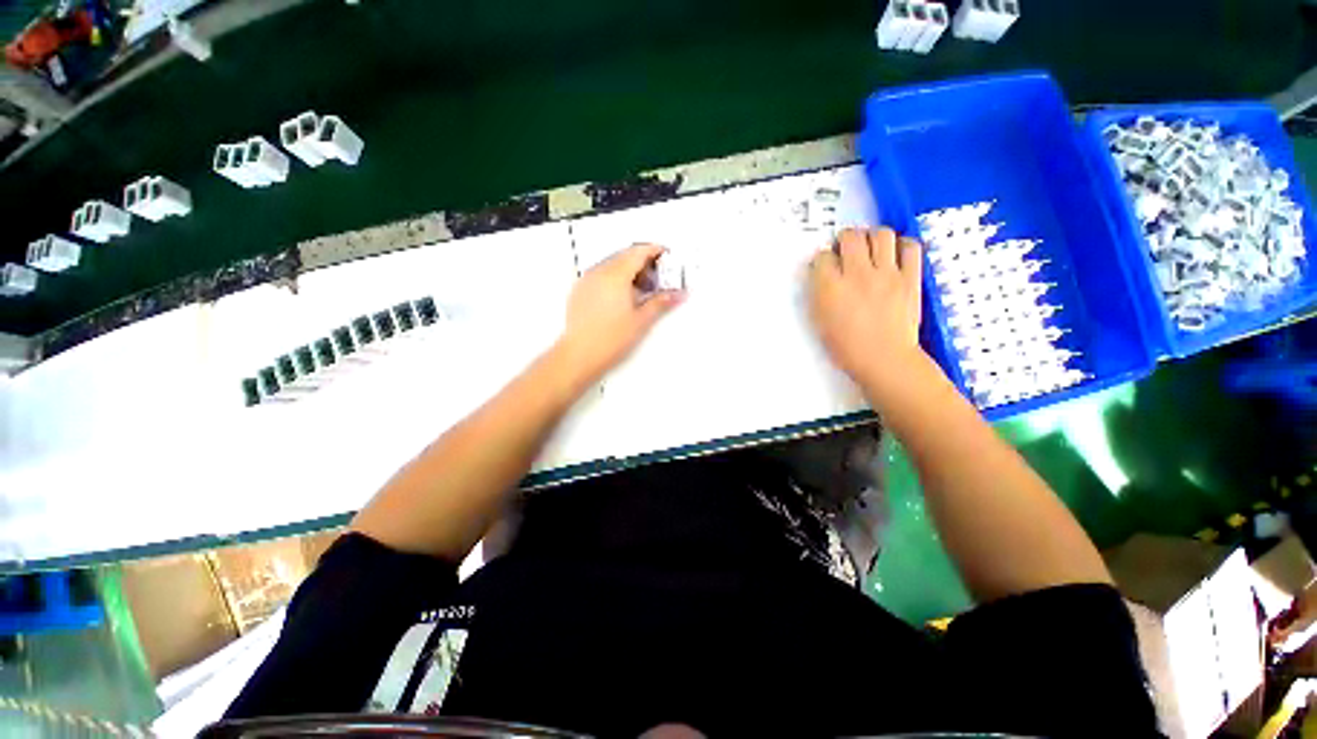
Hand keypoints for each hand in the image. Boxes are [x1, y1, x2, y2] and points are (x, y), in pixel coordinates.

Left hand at [554, 243, 683, 385]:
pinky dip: (614, 277)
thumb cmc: (611, 339)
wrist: (580, 354)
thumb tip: (679, 294)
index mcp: (615, 275)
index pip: (638, 252)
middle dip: (643, 261)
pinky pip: (600, 274)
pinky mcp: (580, 290)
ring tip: (642, 290)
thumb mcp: (641, 320)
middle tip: (658, 277)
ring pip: (612, 264)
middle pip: (625, 256)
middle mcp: (599, 272)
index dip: (654, 250)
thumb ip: (661, 302)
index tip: (666, 255)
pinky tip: (622, 296)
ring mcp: (587, 280)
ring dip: (629, 270)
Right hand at [808, 227, 923, 390]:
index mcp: (830, 287)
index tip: (826, 267)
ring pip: (881, 234)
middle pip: (850, 237)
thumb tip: (822, 276)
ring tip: (871, 248)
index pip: (822, 257)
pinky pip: (911, 247)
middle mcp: (857, 274)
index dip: (822, 259)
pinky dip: (902, 245)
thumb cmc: (846, 346)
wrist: (884, 359)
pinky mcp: (910, 277)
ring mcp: (887, 274)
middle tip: (846, 250)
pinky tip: (896, 254)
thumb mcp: (820, 320)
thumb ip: (819, 294)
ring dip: (872, 237)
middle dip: (844, 239)